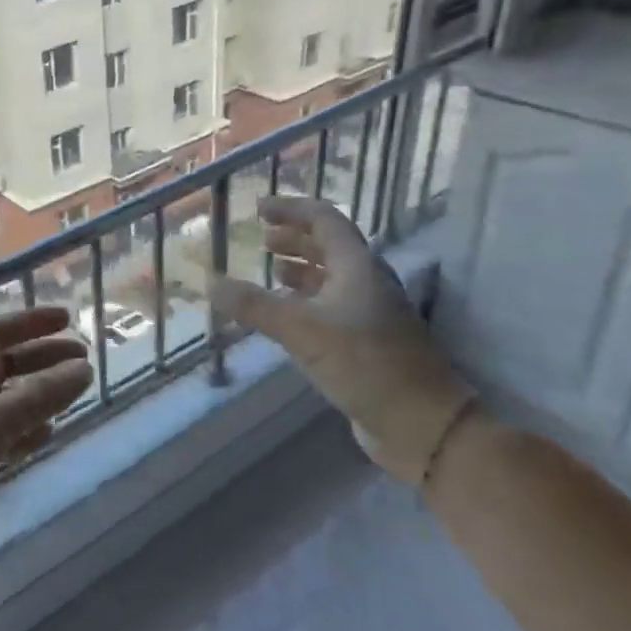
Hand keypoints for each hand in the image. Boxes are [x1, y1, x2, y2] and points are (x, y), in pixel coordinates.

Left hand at [0, 308, 92, 599]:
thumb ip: (40, 395)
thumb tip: (83, 369)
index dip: (30, 322)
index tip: (68, 319)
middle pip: (3, 365)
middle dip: (42, 359)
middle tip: (85, 360)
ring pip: (3, 402)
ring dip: (37, 396)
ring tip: (74, 395)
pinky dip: (24, 432)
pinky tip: (47, 436)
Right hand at [208, 195, 471, 484]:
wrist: (419, 421)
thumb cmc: (364, 364)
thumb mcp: (301, 330)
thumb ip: (254, 306)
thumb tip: (210, 282)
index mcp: (358, 267)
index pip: (325, 220)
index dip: (292, 209)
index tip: (259, 208)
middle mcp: (366, 283)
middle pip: (329, 247)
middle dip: (295, 239)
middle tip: (262, 238)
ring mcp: (370, 313)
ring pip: (331, 278)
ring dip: (300, 269)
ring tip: (271, 270)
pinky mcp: (367, 342)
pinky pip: (330, 307)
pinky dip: (305, 301)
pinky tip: (286, 316)